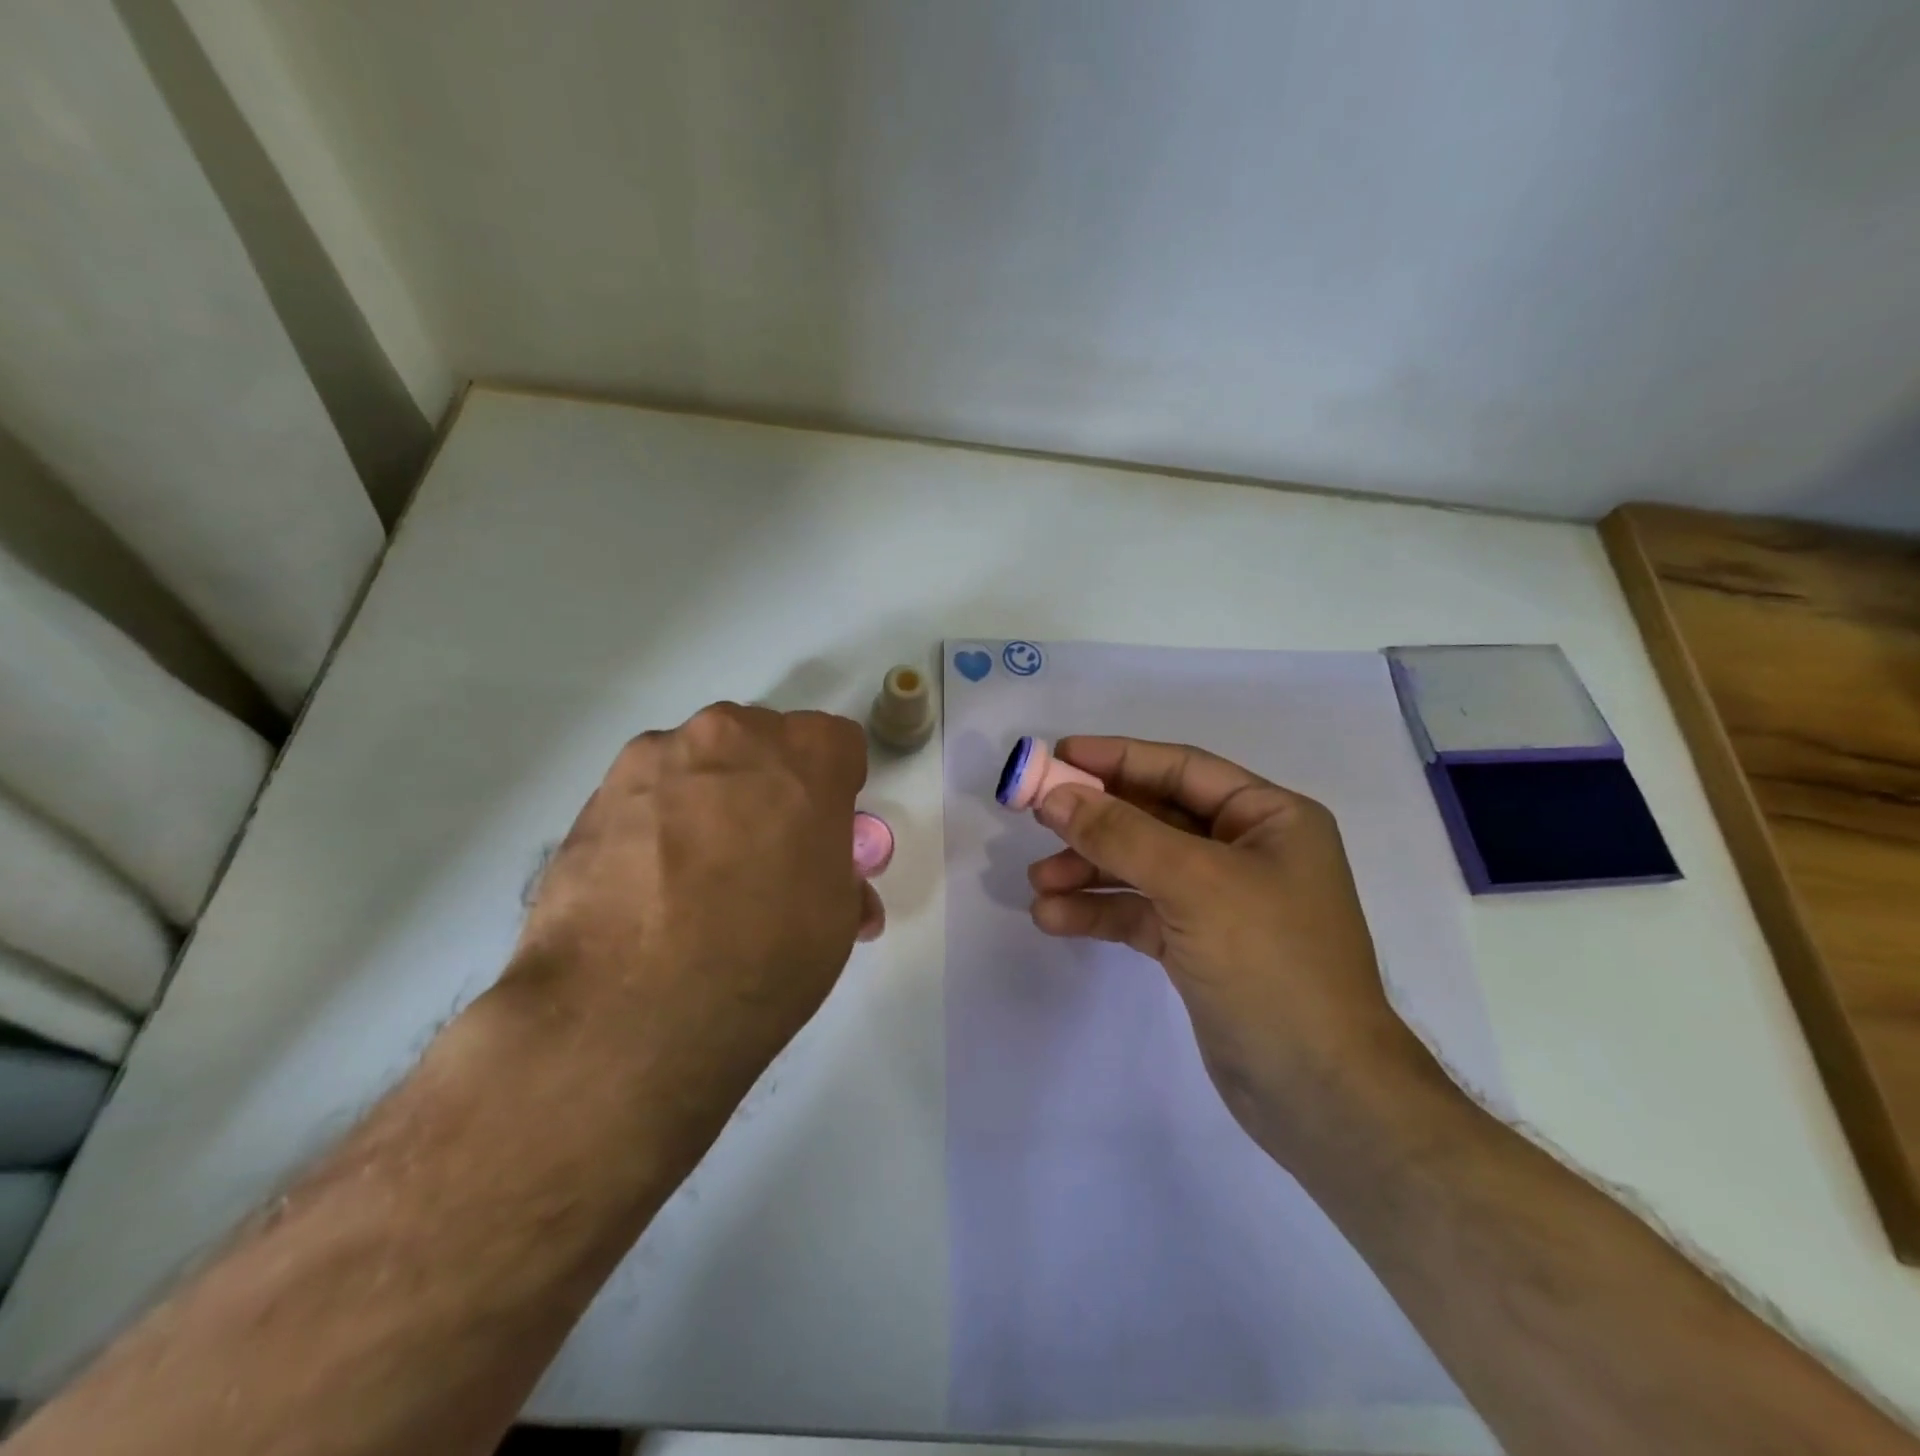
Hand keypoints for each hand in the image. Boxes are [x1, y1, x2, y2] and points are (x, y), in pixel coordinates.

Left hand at [505, 703, 881, 1161]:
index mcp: (807, 754)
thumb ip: (837, 875)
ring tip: (692, 874)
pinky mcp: (597, 792)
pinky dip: (655, 821)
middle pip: (764, 742)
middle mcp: (733, 734)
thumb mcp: (835, 920)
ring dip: (709, 797)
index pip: (836, 744)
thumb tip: (824, 881)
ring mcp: (657, 757)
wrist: (632, 1010)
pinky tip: (647, 884)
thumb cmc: (766, 956)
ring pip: (700, 762)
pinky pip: (646, 792)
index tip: (820, 830)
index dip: (835, 787)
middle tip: (761, 851)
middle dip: (770, 783)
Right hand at [1027, 736, 1436, 1163]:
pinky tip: (1054, 919)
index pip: (1181, 769)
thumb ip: (1121, 834)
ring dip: (1089, 872)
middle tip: (1034, 819)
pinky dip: (1100, 912)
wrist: (1319, 1093)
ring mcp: (1221, 901)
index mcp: (1269, 817)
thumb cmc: (1271, 964)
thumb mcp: (1194, 884)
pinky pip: (1140, 912)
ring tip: (1037, 884)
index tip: (1058, 757)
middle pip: (1155, 817)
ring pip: (1141, 867)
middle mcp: (1247, 850)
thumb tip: (1054, 795)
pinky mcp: (1199, 946)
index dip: (1117, 758)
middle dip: (1095, 823)